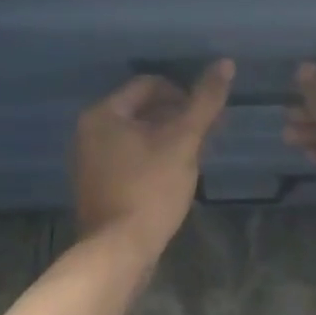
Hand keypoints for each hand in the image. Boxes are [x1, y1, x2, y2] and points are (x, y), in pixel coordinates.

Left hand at [71, 61, 233, 261]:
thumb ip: (204, 102)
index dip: (182, 94)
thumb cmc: (150, 189)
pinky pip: (129, 158)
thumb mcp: (183, 142)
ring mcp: (90, 160)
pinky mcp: (98, 185)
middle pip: (142, 109)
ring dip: (168, 139)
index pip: (148, 85)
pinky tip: (175, 176)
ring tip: (196, 155)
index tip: (207, 115)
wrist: (119, 251)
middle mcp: (89, 131)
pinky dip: (153, 159)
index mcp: (103, 114)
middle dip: (177, 117)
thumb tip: (225, 63)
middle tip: (207, 135)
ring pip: (137, 135)